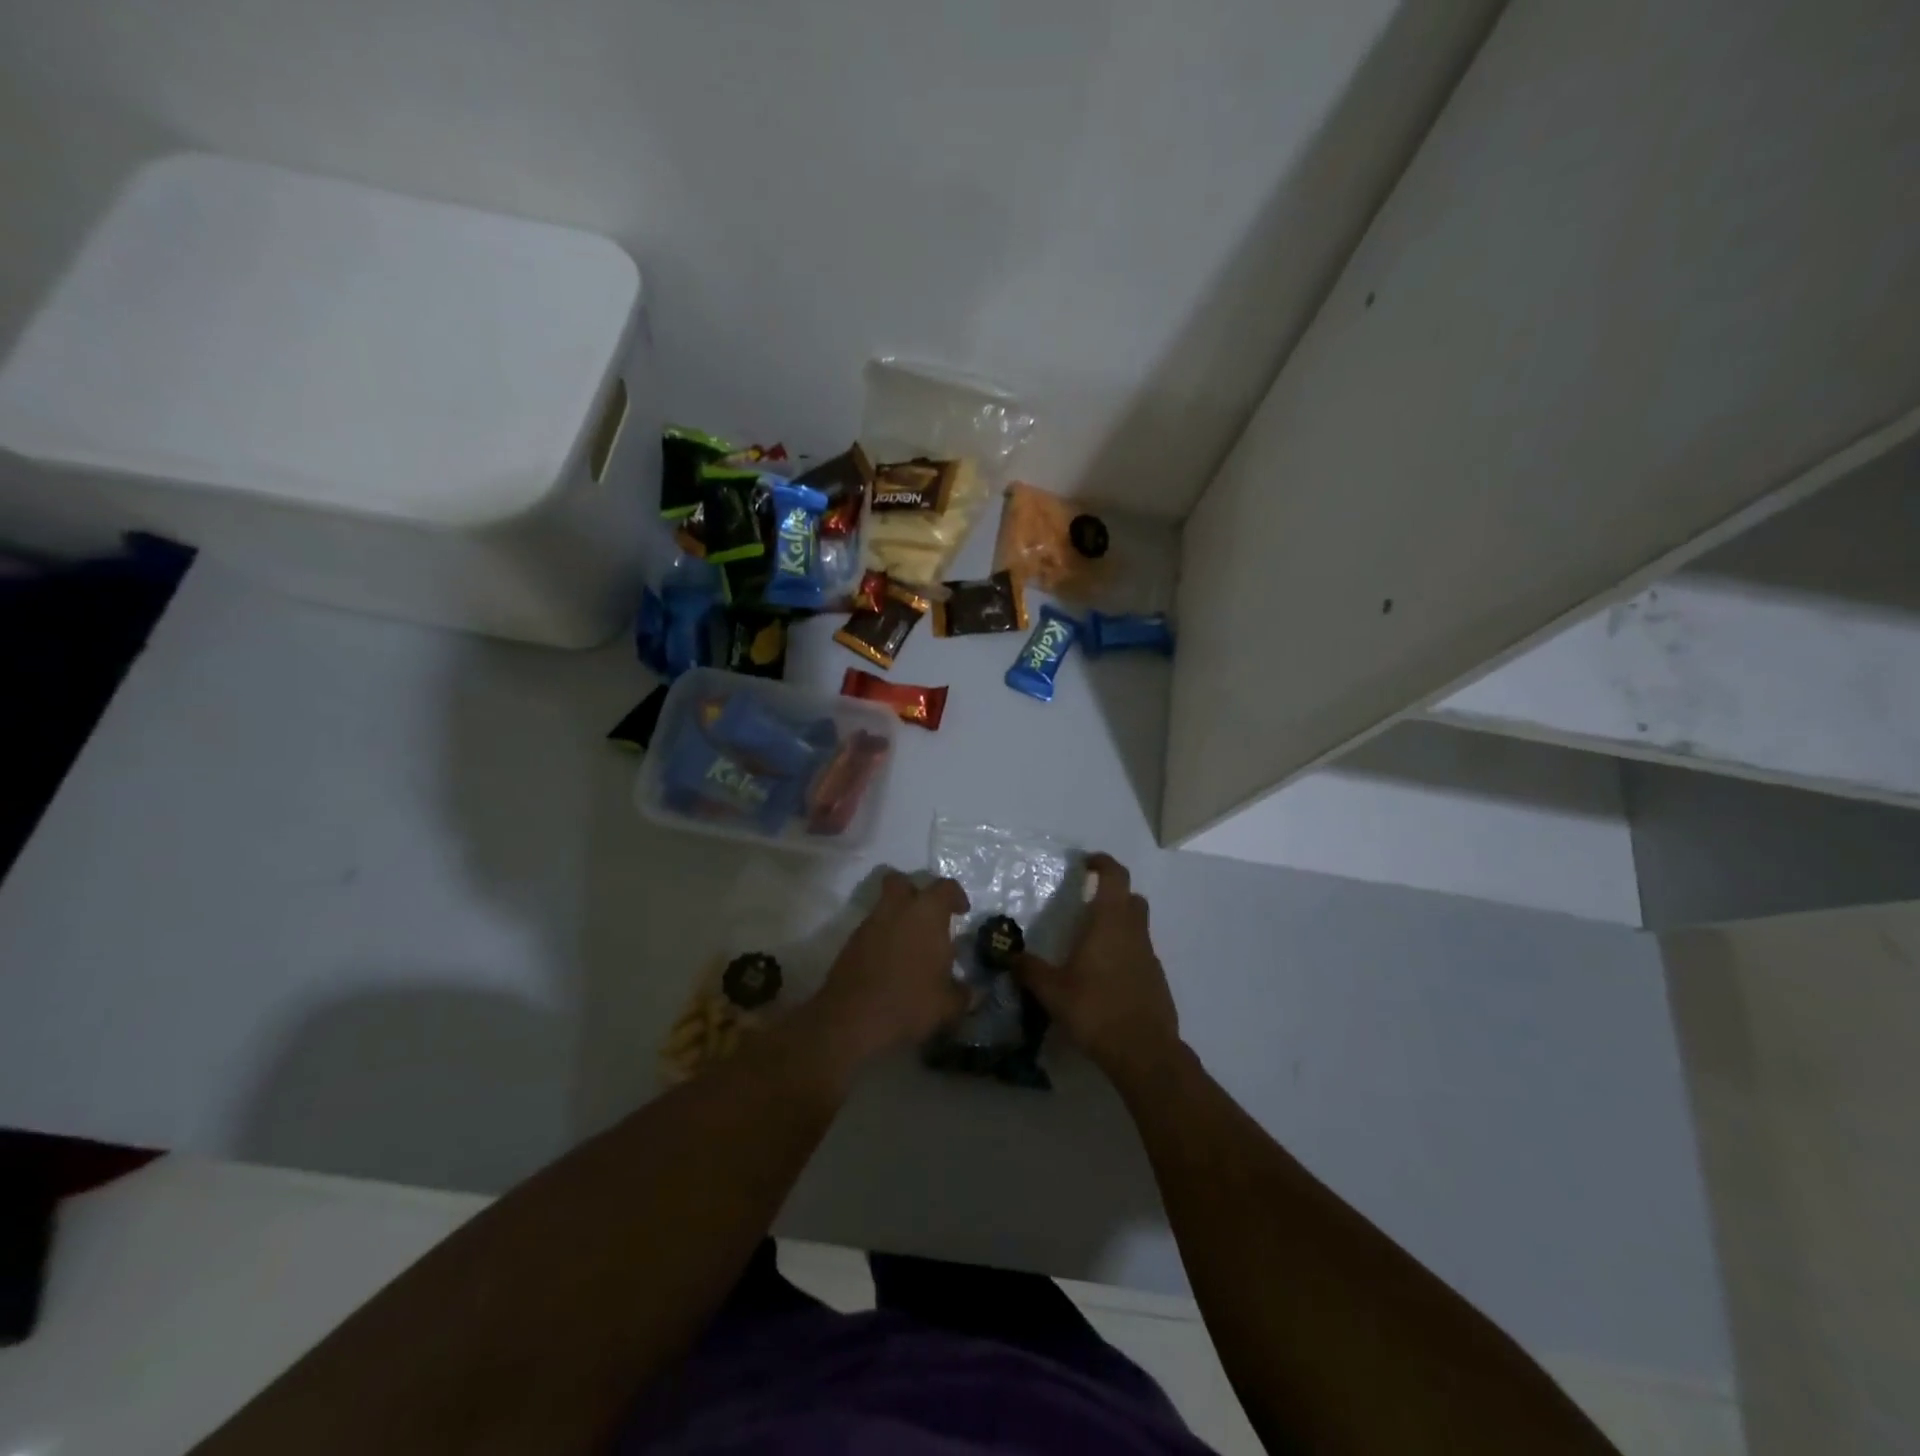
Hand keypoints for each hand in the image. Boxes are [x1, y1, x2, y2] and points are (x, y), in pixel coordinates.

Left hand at [805, 870, 969, 1068]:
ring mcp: (869, 924)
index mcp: (927, 913)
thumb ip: (964, 994)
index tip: (962, 912)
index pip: (945, 887)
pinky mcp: (851, 943)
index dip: (956, 896)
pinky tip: (891, 964)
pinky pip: (872, 929)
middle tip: (928, 917)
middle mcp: (897, 909)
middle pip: (902, 882)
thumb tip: (972, 992)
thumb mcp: (948, 1005)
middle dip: (915, 892)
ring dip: (897, 918)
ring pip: (884, 906)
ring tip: (910, 947)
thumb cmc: (909, 1002)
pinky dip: (882, 938)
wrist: (852, 1020)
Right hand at [1016, 853, 1181, 1087]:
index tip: (1086, 863)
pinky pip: (1140, 952)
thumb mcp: (1052, 991)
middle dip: (1112, 893)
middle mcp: (1134, 932)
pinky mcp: (1156, 979)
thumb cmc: (1096, 1009)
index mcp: (1109, 923)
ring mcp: (1149, 956)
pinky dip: (1125, 952)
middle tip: (1088, 903)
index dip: (1102, 863)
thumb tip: (1010, 957)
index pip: (1114, 876)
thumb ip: (1030, 970)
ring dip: (1119, 924)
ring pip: (1137, 926)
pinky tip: (1105, 975)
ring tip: (1091, 943)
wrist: (1144, 1052)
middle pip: (1131, 898)